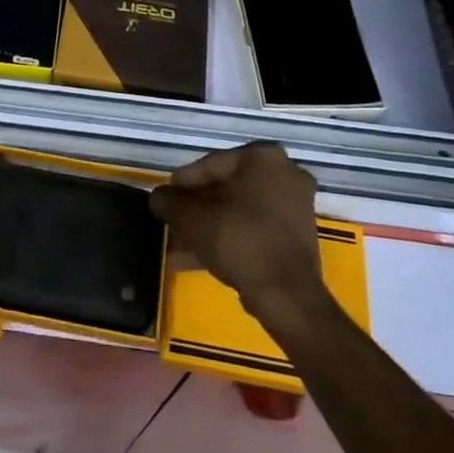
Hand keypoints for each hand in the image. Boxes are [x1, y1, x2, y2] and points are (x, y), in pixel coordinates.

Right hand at [151, 143, 326, 332]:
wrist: (287, 295)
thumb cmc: (238, 240)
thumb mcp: (192, 219)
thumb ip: (169, 202)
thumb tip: (157, 197)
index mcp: (263, 158)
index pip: (210, 165)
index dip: (182, 184)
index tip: (164, 199)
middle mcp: (284, 173)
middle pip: (225, 189)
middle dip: (195, 210)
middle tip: (171, 223)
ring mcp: (294, 206)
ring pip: (237, 212)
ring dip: (207, 228)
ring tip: (176, 247)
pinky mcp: (296, 236)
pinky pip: (253, 229)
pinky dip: (227, 239)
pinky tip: (194, 259)